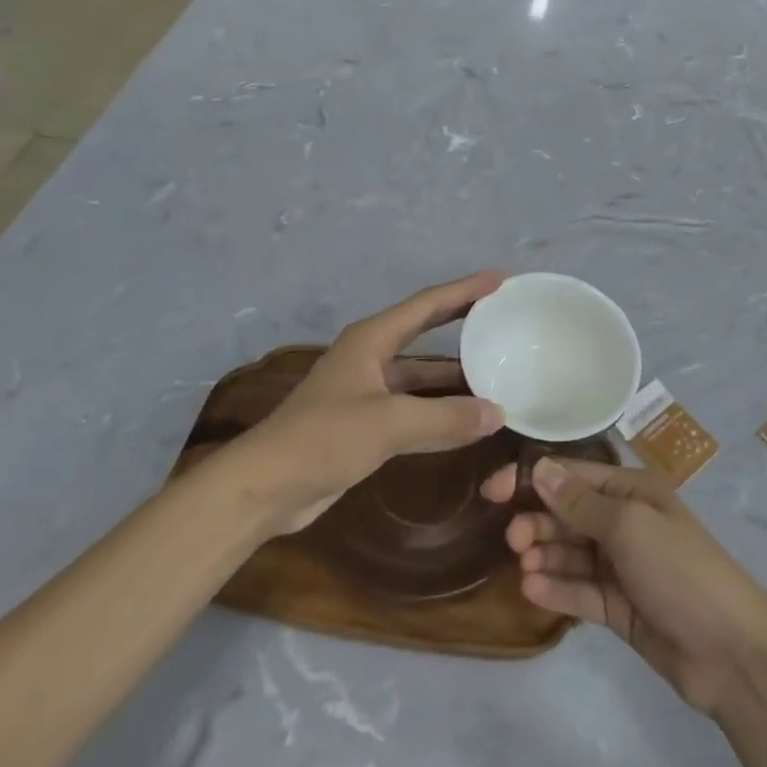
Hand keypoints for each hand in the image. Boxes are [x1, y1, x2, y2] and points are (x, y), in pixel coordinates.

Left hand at [237, 271, 507, 532]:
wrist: (265, 487)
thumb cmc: (322, 439)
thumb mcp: (388, 423)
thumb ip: (445, 418)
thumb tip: (498, 413)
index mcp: (371, 340)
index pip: (427, 305)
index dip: (464, 289)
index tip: (500, 278)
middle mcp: (371, 357)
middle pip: (425, 330)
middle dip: (461, 320)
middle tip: (501, 312)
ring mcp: (368, 390)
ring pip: (421, 373)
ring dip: (454, 372)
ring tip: (496, 366)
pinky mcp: (367, 423)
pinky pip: (415, 406)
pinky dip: (441, 408)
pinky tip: (468, 417)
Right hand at [481, 457, 766, 715]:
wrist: (730, 651)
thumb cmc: (680, 570)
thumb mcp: (629, 526)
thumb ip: (580, 503)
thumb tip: (540, 470)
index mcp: (633, 492)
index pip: (574, 476)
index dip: (534, 480)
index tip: (494, 491)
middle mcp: (625, 523)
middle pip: (569, 515)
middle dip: (539, 522)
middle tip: (513, 541)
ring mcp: (622, 567)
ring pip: (571, 554)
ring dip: (545, 556)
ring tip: (525, 567)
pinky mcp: (618, 607)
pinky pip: (580, 591)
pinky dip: (558, 589)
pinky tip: (534, 591)